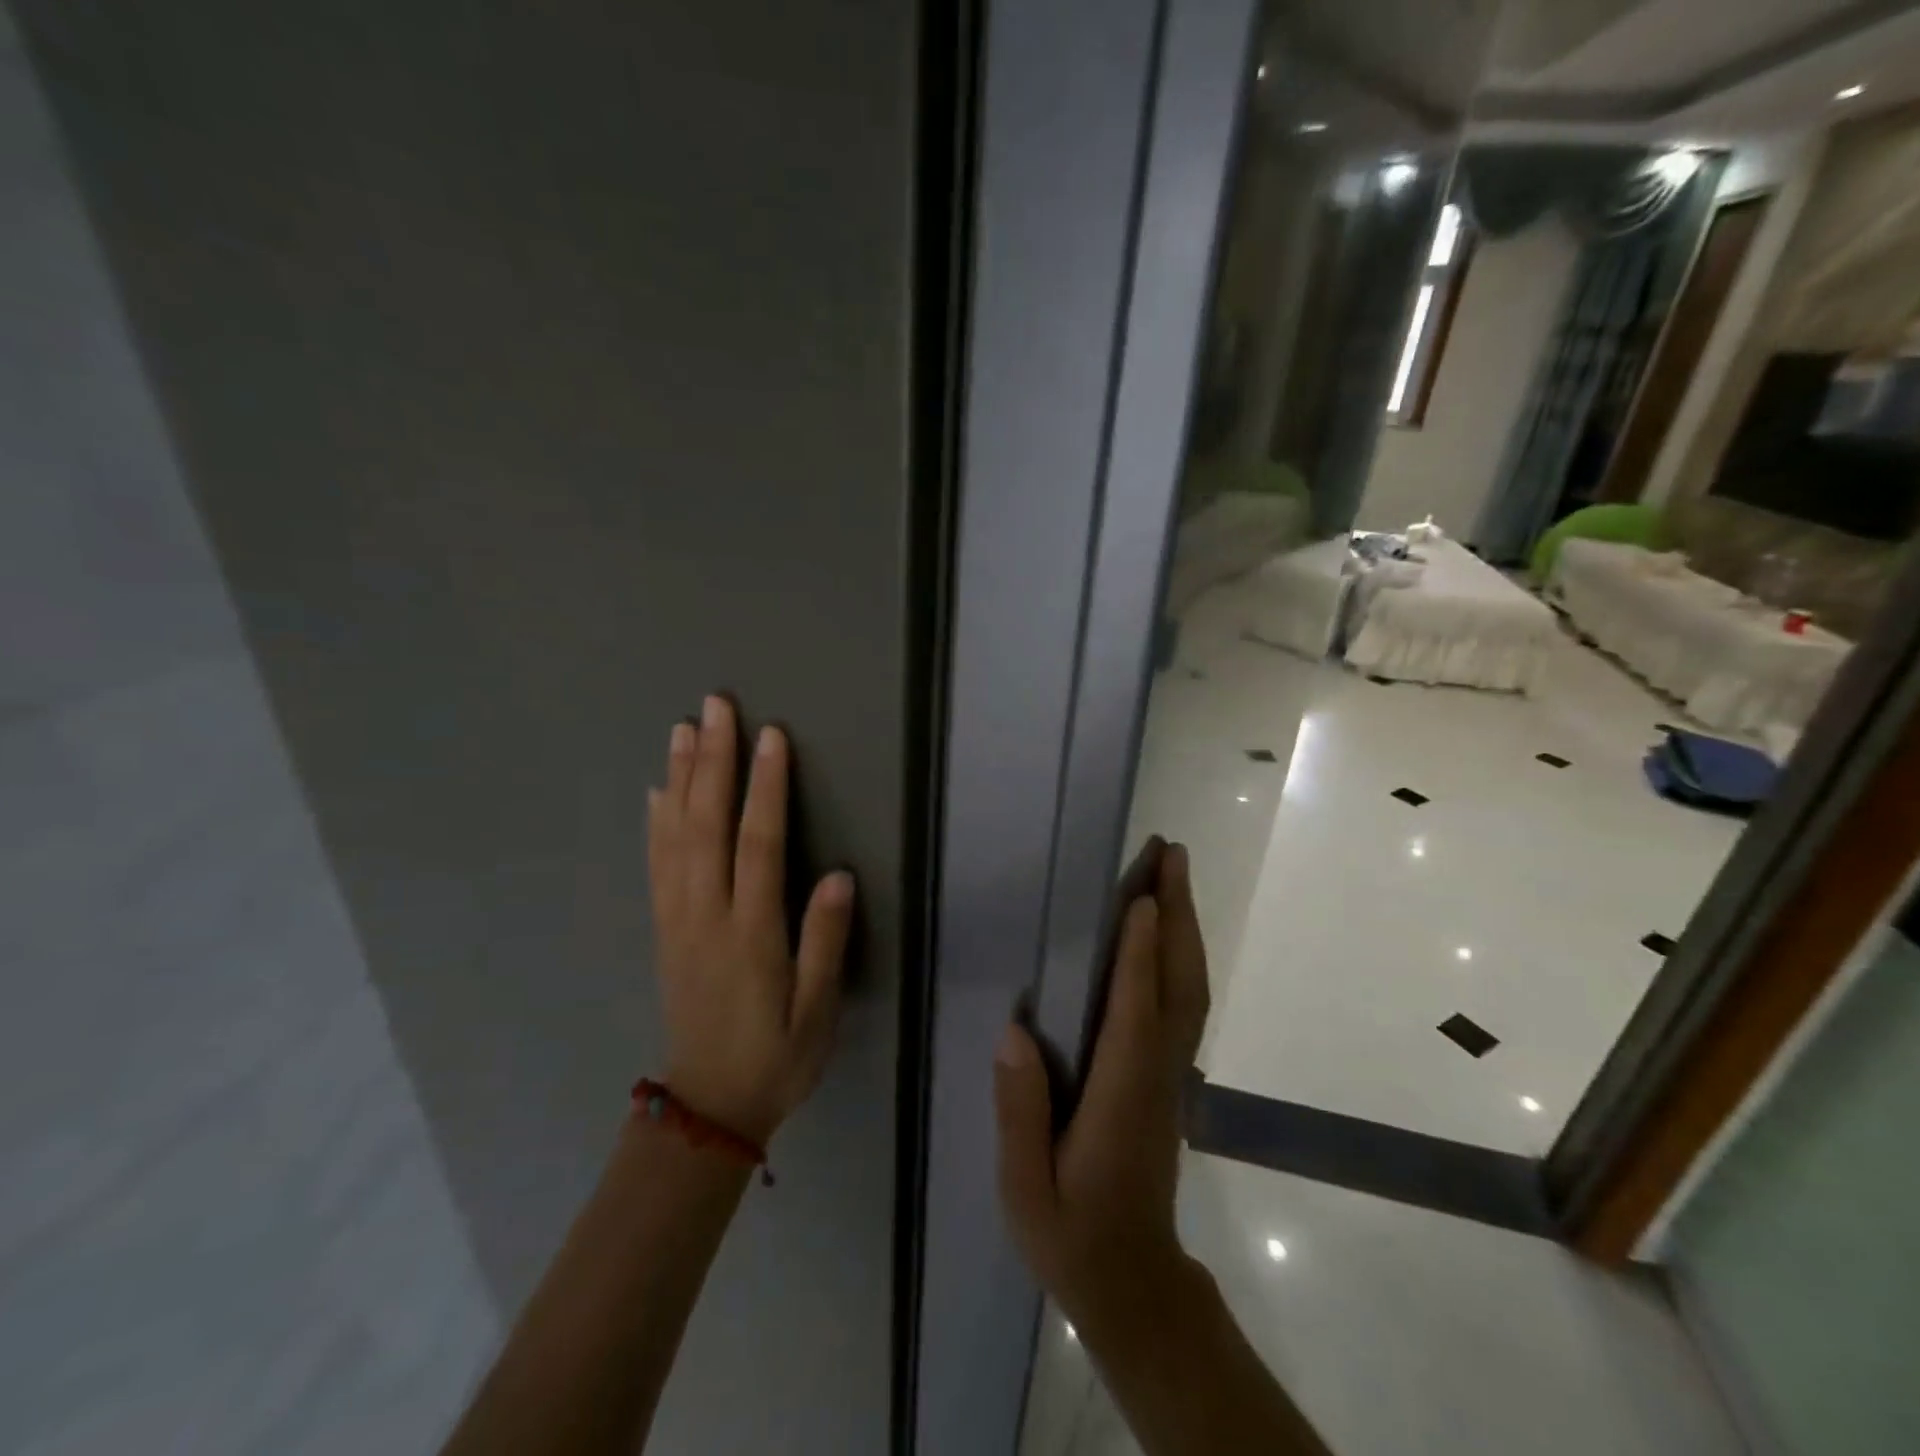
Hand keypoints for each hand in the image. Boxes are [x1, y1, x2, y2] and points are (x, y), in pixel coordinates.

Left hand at [647, 695, 854, 1145]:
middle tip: (714, 707)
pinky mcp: (665, 928)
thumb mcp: (816, 1013)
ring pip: (675, 836)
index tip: (771, 737)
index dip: (765, 788)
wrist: (707, 1107)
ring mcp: (678, 920)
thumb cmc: (776, 1057)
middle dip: (713, 762)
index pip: (758, 845)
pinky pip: (656, 864)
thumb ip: (825, 944)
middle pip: (706, 826)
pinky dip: (655, 821)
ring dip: (681, 778)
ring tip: (683, 729)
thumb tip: (838, 875)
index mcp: (750, 934)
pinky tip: (658, 789)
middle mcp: (706, 916)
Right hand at [994, 842, 1210, 1334]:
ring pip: (1190, 989)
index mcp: (1120, 1097)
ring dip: (1185, 927)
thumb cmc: (1073, 1234)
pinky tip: (1168, 932)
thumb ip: (1020, 1113)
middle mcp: (1156, 1074)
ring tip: (1173, 873)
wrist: (1135, 1281)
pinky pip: (1184, 1002)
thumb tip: (1014, 1033)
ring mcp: (1171, 1073)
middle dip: (1176, 916)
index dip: (1139, 955)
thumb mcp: (1027, 1190)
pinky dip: (1182, 956)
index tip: (1139, 898)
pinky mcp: (1170, 1075)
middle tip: (1170, 855)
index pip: (1135, 1013)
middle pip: (1179, 984)